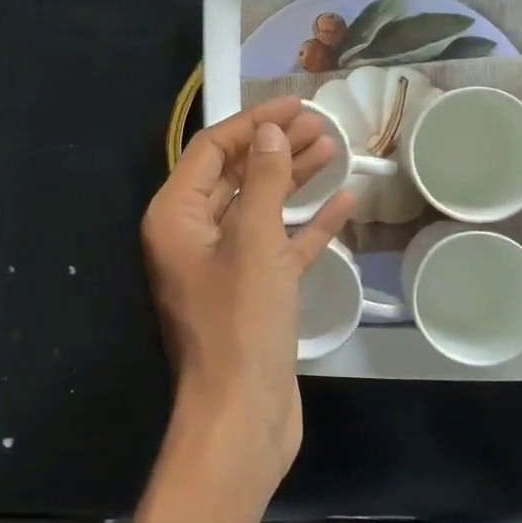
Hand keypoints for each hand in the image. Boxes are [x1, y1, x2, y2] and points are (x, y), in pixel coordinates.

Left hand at [141, 97, 356, 496]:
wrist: (242, 418)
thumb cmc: (241, 323)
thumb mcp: (254, 241)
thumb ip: (264, 180)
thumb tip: (268, 130)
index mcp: (176, 217)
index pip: (212, 150)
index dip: (253, 122)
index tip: (296, 104)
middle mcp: (192, 235)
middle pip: (236, 174)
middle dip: (276, 147)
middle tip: (322, 124)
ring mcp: (223, 265)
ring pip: (260, 207)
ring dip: (294, 179)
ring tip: (335, 148)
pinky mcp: (253, 291)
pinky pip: (279, 245)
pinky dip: (307, 224)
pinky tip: (345, 201)